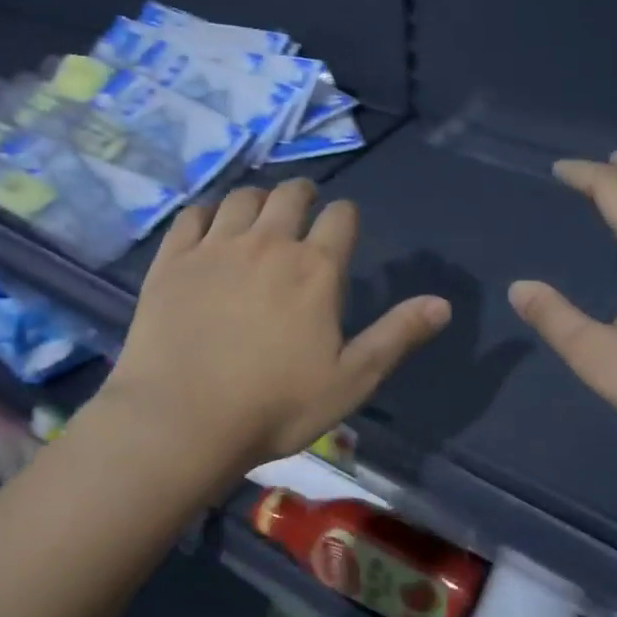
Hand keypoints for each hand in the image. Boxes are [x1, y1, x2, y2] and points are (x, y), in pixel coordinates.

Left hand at [103, 180, 451, 470]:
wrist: (182, 421)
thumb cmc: (275, 406)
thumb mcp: (351, 380)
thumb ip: (396, 336)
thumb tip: (443, 304)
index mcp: (316, 269)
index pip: (342, 216)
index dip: (345, 217)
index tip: (342, 229)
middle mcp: (268, 243)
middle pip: (291, 194)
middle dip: (303, 196)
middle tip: (302, 212)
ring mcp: (216, 247)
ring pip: (243, 197)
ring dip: (258, 200)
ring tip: (258, 217)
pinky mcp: (173, 259)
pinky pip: (193, 214)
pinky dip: (208, 212)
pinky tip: (209, 227)